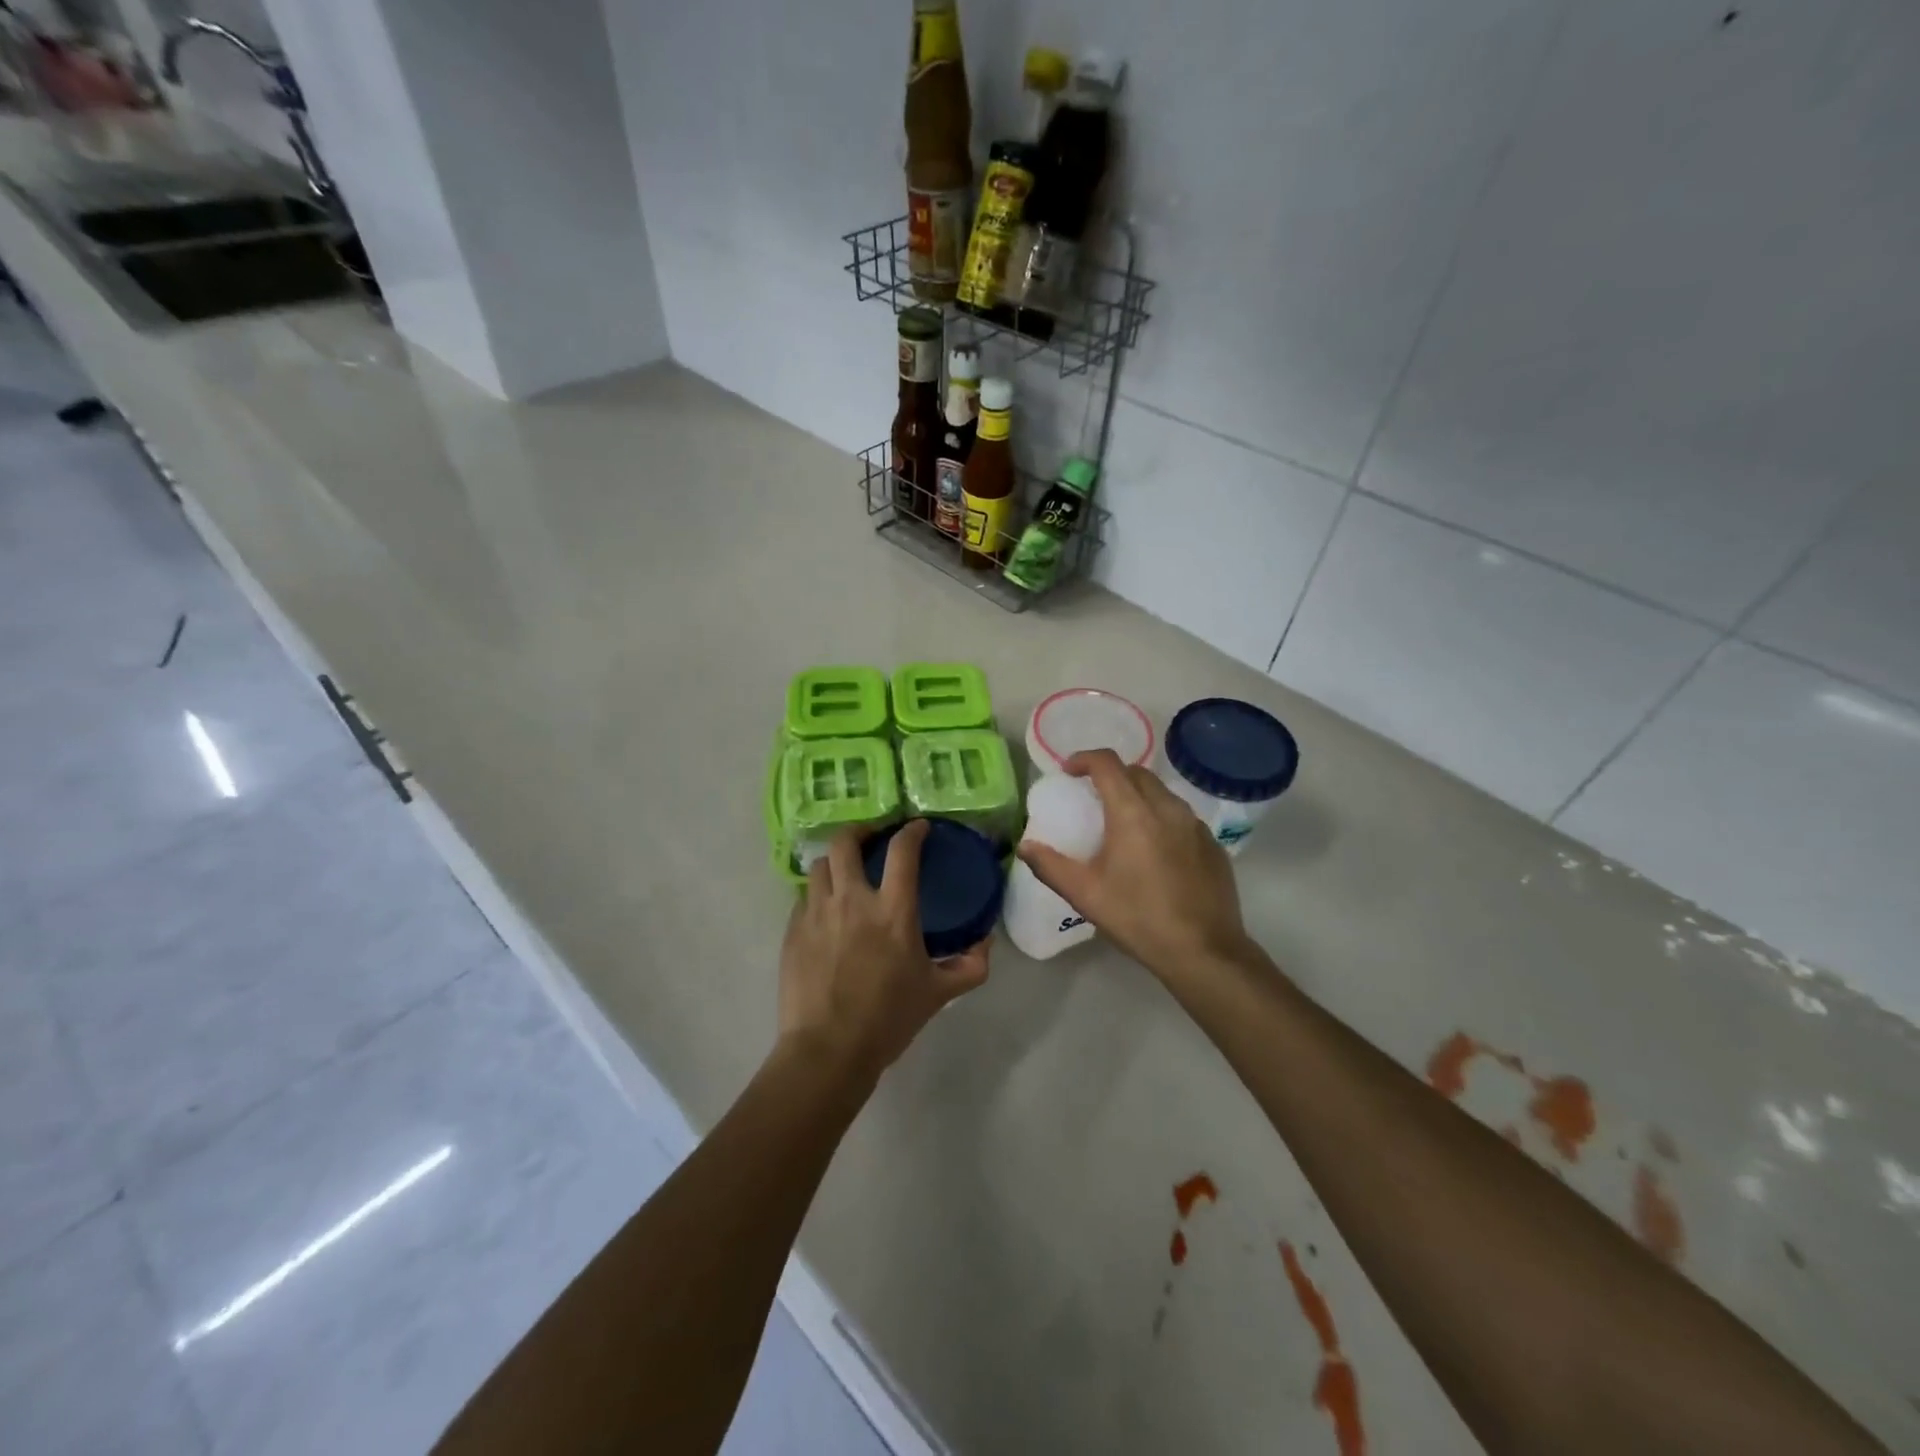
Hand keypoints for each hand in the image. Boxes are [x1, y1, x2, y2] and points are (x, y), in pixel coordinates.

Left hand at [779, 820, 989, 1081]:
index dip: (912, 831)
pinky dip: (817, 894)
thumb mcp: (938, 993)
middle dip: (860, 832)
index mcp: (892, 910)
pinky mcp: (793, 931)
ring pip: (820, 866)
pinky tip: (825, 911)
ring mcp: (817, 913)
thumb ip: (969, 966)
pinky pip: (803, 897)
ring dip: (835, 863)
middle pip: (847, 843)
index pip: (903, 850)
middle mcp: (852, 900)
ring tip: (844, 873)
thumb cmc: (888, 1018)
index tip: (918, 828)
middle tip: (871, 840)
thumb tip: (985, 944)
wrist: (828, 1050)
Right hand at [1017, 749, 1253, 981]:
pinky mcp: (1213, 845)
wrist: (1203, 951)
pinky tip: (1155, 851)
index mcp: (1133, 813)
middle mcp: (1167, 808)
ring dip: (1138, 796)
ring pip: (1162, 793)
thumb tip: (1025, 846)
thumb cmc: (1138, 918)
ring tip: (1123, 823)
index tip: (1069, 772)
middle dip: (1111, 776)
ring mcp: (1195, 826)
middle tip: (1093, 798)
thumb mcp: (1085, 894)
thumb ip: (1050, 865)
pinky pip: (1182, 818)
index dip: (1084, 759)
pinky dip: (1162, 819)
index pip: (1107, 763)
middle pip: (1137, 773)